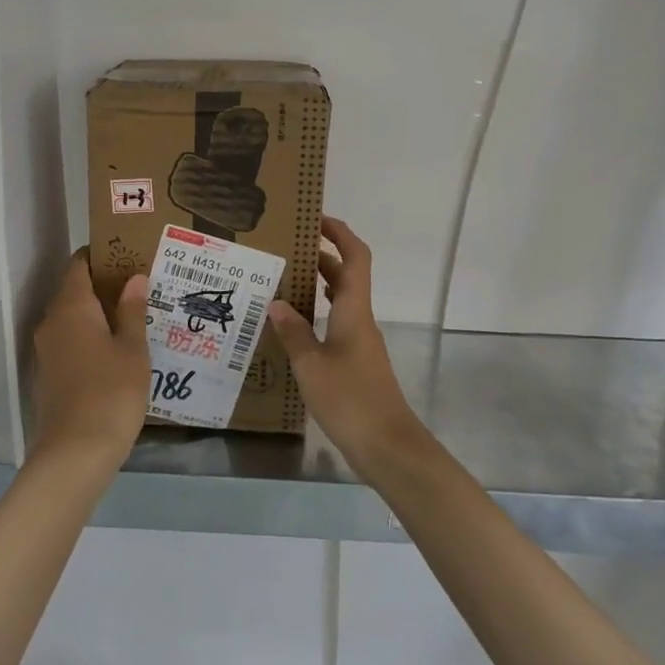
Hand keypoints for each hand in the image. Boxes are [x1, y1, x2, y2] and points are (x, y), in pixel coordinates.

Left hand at [30, 253, 150, 466]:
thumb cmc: (110, 392)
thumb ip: (131, 310)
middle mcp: (51, 322)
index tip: (128, 255)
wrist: (75, 453)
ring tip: (132, 316)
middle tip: (138, 286)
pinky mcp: (47, 375)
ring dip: (96, 313)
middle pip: (73, 290)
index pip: (79, 264)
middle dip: (102, 285)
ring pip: (70, 318)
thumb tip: (134, 278)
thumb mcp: (132, 349)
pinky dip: (88, 337)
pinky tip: (114, 350)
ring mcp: (45, 350)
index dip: (101, 256)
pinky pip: (68, 342)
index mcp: (71, 307)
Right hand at [267, 217, 425, 477]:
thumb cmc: (350, 400)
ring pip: (341, 301)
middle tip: (286, 250)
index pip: (355, 258)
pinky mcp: (357, 362)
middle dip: (321, 256)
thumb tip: (276, 303)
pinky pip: (336, 323)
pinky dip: (318, 314)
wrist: (387, 446)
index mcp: (353, 310)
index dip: (340, 233)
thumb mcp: (311, 366)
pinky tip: (294, 327)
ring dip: (318, 285)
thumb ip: (293, 332)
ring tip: (283, 281)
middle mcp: (360, 319)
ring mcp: (360, 342)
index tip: (316, 218)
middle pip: (346, 276)